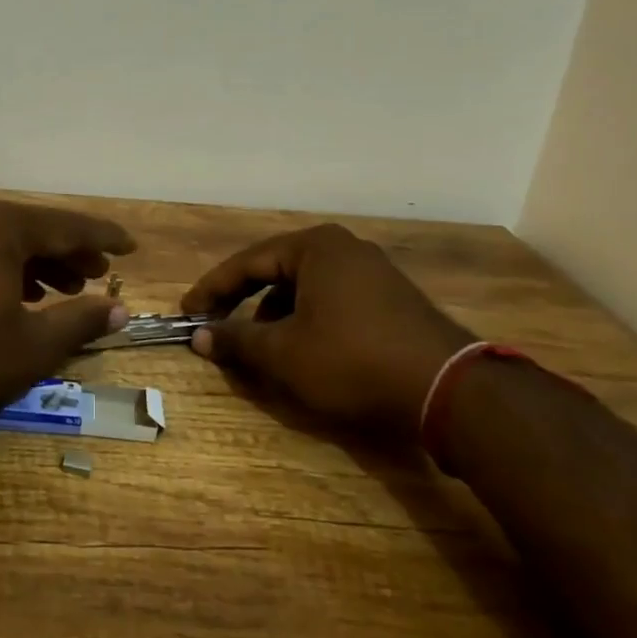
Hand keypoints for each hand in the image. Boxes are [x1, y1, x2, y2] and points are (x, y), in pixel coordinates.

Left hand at [0, 196, 134, 424]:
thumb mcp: (29, 346)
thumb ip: (79, 322)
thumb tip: (120, 311)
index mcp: (0, 225)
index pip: (67, 225)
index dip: (103, 237)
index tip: (130, 245)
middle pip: (32, 228)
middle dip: (67, 253)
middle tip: (96, 275)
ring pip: (0, 238)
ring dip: (34, 262)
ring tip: (59, 290)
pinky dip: (0, 266)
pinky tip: (11, 295)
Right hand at [181, 224, 475, 437]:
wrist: (449, 390)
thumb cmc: (353, 360)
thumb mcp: (284, 353)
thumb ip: (236, 340)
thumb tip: (198, 336)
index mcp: (314, 247)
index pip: (246, 262)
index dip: (212, 290)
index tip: (187, 311)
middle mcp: (344, 248)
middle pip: (276, 271)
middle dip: (243, 301)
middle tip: (215, 324)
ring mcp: (372, 271)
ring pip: (305, 287)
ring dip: (274, 314)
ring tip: (259, 344)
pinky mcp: (392, 298)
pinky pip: (332, 299)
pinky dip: (306, 319)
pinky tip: (303, 348)